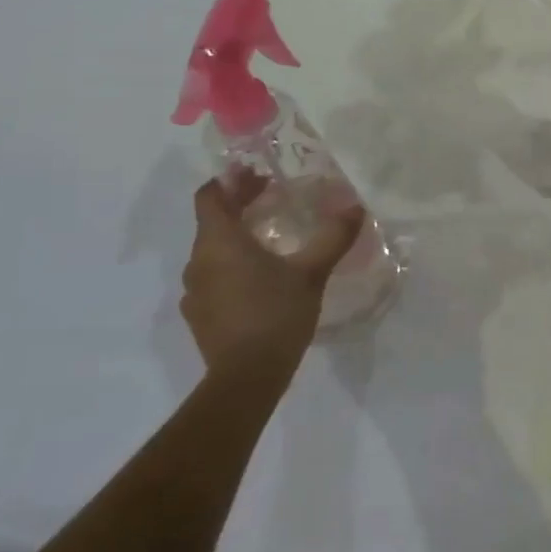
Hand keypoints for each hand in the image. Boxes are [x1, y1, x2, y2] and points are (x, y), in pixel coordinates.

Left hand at [179, 171, 364, 384]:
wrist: (246, 378)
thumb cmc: (276, 313)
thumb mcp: (312, 272)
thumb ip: (333, 237)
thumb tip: (356, 207)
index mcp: (219, 242)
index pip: (210, 196)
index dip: (230, 180)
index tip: (257, 174)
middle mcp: (198, 262)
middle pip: (213, 221)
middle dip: (240, 206)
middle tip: (273, 198)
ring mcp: (194, 292)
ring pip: (212, 252)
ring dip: (236, 239)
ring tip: (270, 241)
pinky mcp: (199, 316)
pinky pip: (213, 278)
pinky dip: (232, 268)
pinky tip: (260, 280)